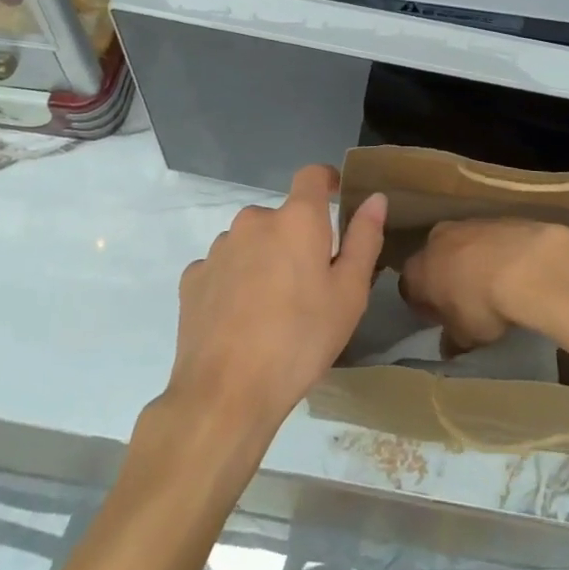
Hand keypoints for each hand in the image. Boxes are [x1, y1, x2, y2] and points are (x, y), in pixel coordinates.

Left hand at [166, 164, 386, 435]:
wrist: (226, 394)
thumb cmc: (301, 340)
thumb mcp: (349, 294)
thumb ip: (364, 238)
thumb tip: (375, 197)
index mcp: (296, 219)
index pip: (312, 175)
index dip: (327, 181)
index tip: (337, 198)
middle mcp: (254, 220)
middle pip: (282, 217)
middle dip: (296, 239)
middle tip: (309, 284)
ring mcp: (219, 248)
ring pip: (250, 242)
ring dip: (264, 259)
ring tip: (273, 308)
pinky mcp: (193, 277)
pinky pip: (223, 267)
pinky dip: (235, 281)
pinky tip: (240, 319)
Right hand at [400, 219, 568, 350]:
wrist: (524, 265)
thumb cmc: (481, 305)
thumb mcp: (465, 336)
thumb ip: (452, 340)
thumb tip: (448, 346)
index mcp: (417, 270)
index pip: (409, 289)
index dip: (424, 306)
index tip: (440, 320)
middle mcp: (434, 240)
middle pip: (433, 261)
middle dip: (445, 278)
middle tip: (464, 302)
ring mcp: (464, 224)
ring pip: (461, 246)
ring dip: (470, 263)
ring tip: (492, 286)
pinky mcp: (494, 218)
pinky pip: (487, 240)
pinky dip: (494, 253)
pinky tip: (511, 271)